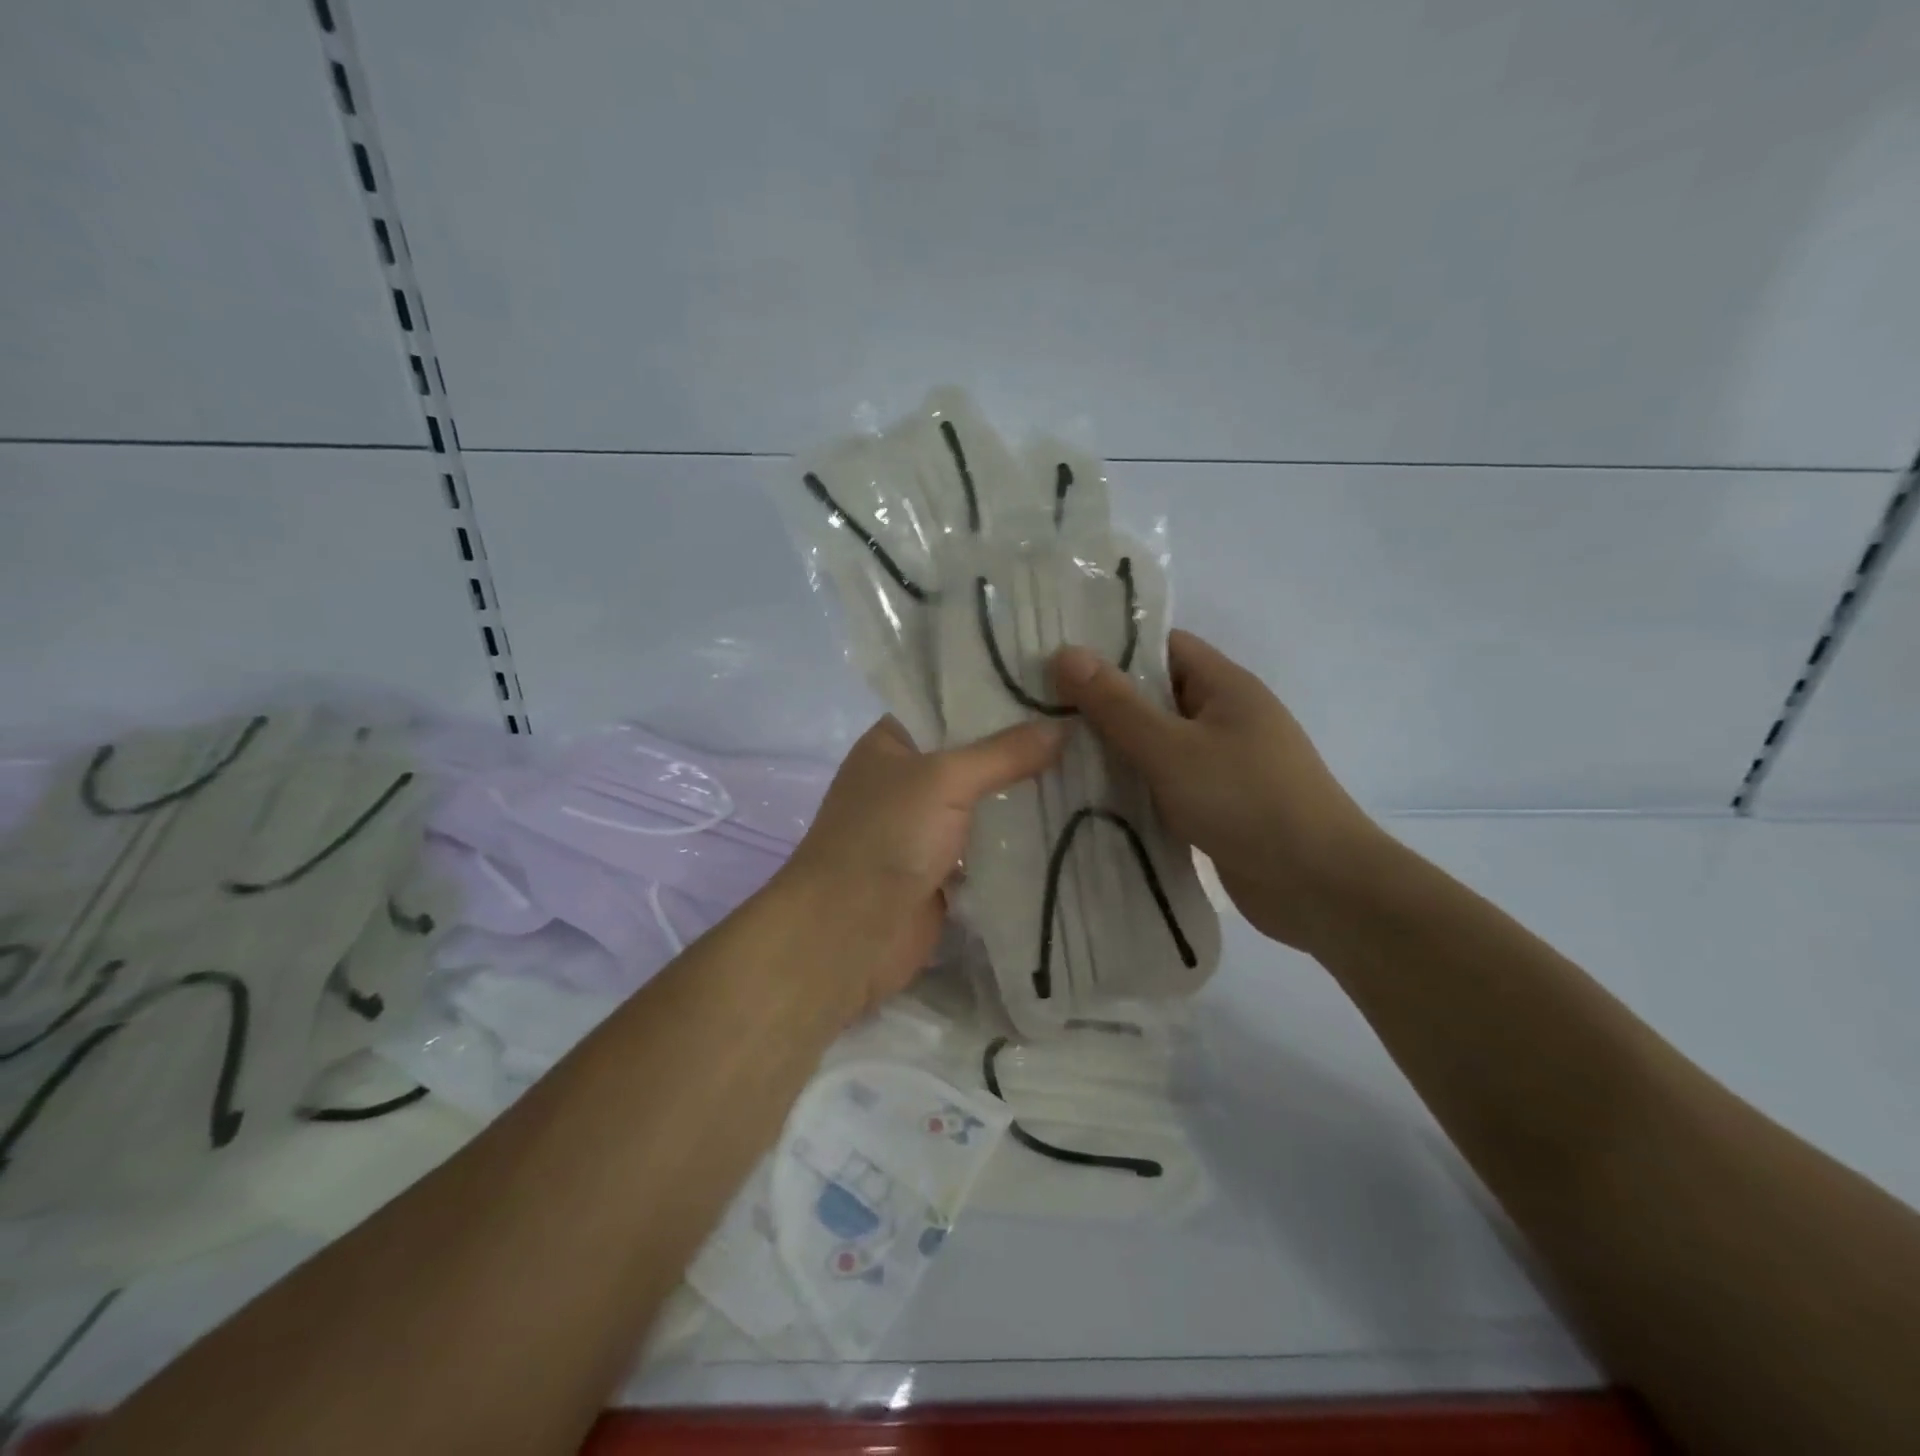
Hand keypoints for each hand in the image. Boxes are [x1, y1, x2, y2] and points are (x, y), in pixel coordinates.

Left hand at [782, 715, 1062, 1010]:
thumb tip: (1065, 726)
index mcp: (894, 742)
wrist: (848, 933)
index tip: (1058, 687)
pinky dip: (1020, 841)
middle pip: (975, 756)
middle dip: (1024, 750)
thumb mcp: (944, 779)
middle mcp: (909, 779)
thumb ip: (1004, 753)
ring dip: (1026, 797)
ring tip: (1092, 773)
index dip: (1000, 696)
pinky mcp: (944, 870)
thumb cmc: (886, 836)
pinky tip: (1070, 824)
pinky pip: (990, 847)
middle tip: (1088, 730)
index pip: (952, 705)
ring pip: (986, 804)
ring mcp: (926, 827)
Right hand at [1052, 629, 1381, 952]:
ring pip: (1157, 744)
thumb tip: (1065, 653)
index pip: (1163, 647)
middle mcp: (1225, 717)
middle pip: (1156, 696)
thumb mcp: (1171, 748)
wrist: (1319, 886)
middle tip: (1041, 711)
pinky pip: (1166, 783)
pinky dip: (1134, 787)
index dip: (1112, 649)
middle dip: (1103, 703)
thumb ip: (1116, 704)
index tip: (1058, 662)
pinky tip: (1089, 798)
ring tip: (1053, 753)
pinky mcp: (1217, 805)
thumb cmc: (1246, 801)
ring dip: (1115, 750)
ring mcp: (1223, 764)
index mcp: (1225, 686)